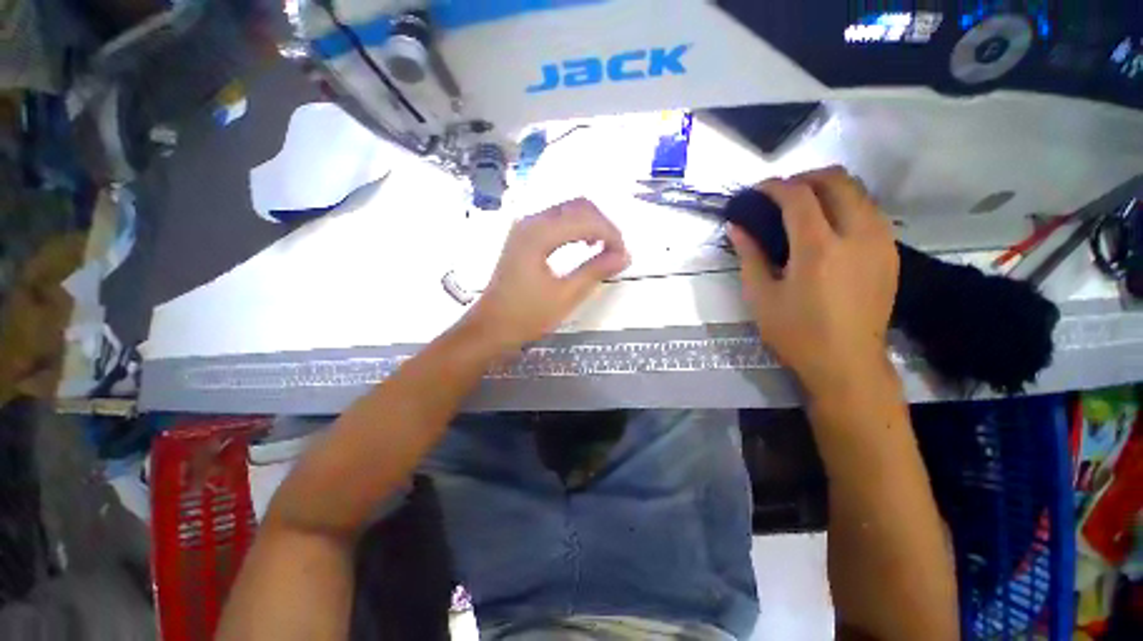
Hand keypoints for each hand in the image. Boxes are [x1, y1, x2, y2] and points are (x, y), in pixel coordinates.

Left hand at [462, 198, 628, 350]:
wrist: (490, 326)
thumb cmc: (526, 316)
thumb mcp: (566, 296)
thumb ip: (595, 271)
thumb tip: (625, 255)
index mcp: (538, 234)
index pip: (585, 219)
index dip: (610, 233)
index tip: (624, 254)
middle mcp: (530, 221)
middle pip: (578, 206)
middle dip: (603, 225)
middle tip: (617, 251)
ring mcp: (525, 226)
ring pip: (568, 210)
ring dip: (591, 225)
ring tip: (606, 249)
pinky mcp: (524, 235)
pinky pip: (557, 220)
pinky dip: (577, 228)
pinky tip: (585, 245)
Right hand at [728, 167, 898, 390]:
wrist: (848, 363)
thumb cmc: (796, 333)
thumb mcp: (761, 296)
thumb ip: (749, 255)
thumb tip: (736, 226)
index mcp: (818, 249)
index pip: (798, 196)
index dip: (774, 187)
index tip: (756, 191)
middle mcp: (857, 235)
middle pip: (837, 181)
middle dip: (805, 178)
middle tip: (780, 194)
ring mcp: (881, 242)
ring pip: (859, 191)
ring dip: (828, 189)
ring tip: (802, 206)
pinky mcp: (891, 252)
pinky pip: (870, 210)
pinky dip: (845, 205)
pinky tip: (827, 225)